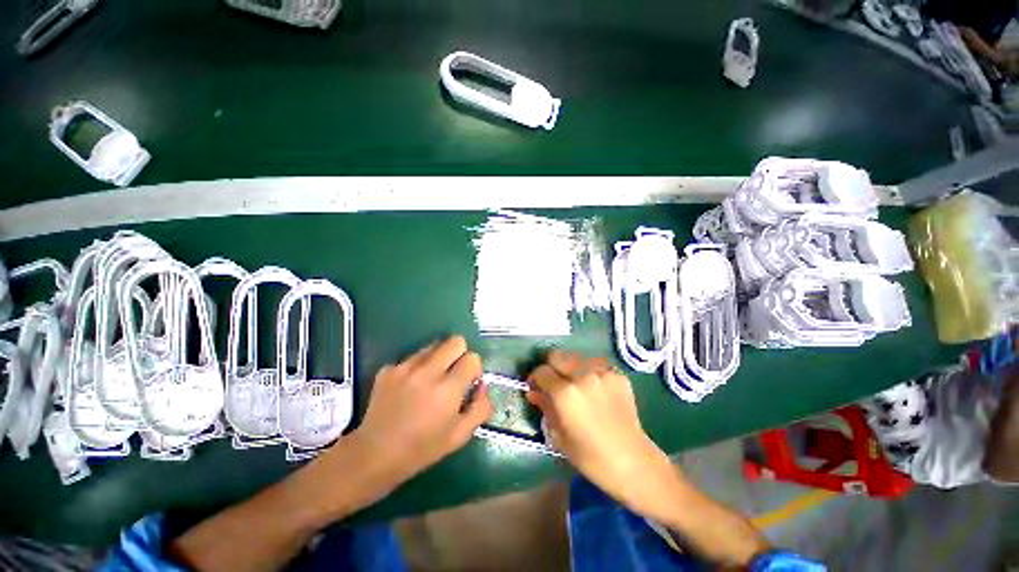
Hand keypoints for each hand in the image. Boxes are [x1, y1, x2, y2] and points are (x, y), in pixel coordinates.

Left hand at [351, 336, 491, 485]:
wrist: (374, 455)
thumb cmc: (422, 449)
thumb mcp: (460, 435)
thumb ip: (481, 407)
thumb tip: (482, 385)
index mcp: (448, 390)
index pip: (472, 358)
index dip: (474, 368)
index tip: (468, 382)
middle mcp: (427, 372)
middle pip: (455, 341)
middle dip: (460, 354)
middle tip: (453, 373)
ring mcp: (405, 368)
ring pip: (434, 346)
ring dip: (439, 359)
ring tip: (431, 381)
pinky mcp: (388, 369)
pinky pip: (412, 357)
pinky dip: (418, 367)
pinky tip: (410, 388)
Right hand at [526, 351, 670, 507]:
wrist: (633, 461)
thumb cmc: (591, 457)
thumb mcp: (559, 435)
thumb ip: (544, 407)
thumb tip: (533, 391)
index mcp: (566, 394)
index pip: (541, 371)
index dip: (535, 378)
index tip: (536, 386)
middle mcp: (583, 375)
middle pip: (557, 355)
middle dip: (551, 367)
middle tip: (554, 382)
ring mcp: (602, 372)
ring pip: (576, 357)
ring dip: (570, 368)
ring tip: (575, 385)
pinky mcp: (617, 374)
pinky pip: (595, 365)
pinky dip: (589, 373)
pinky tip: (594, 389)